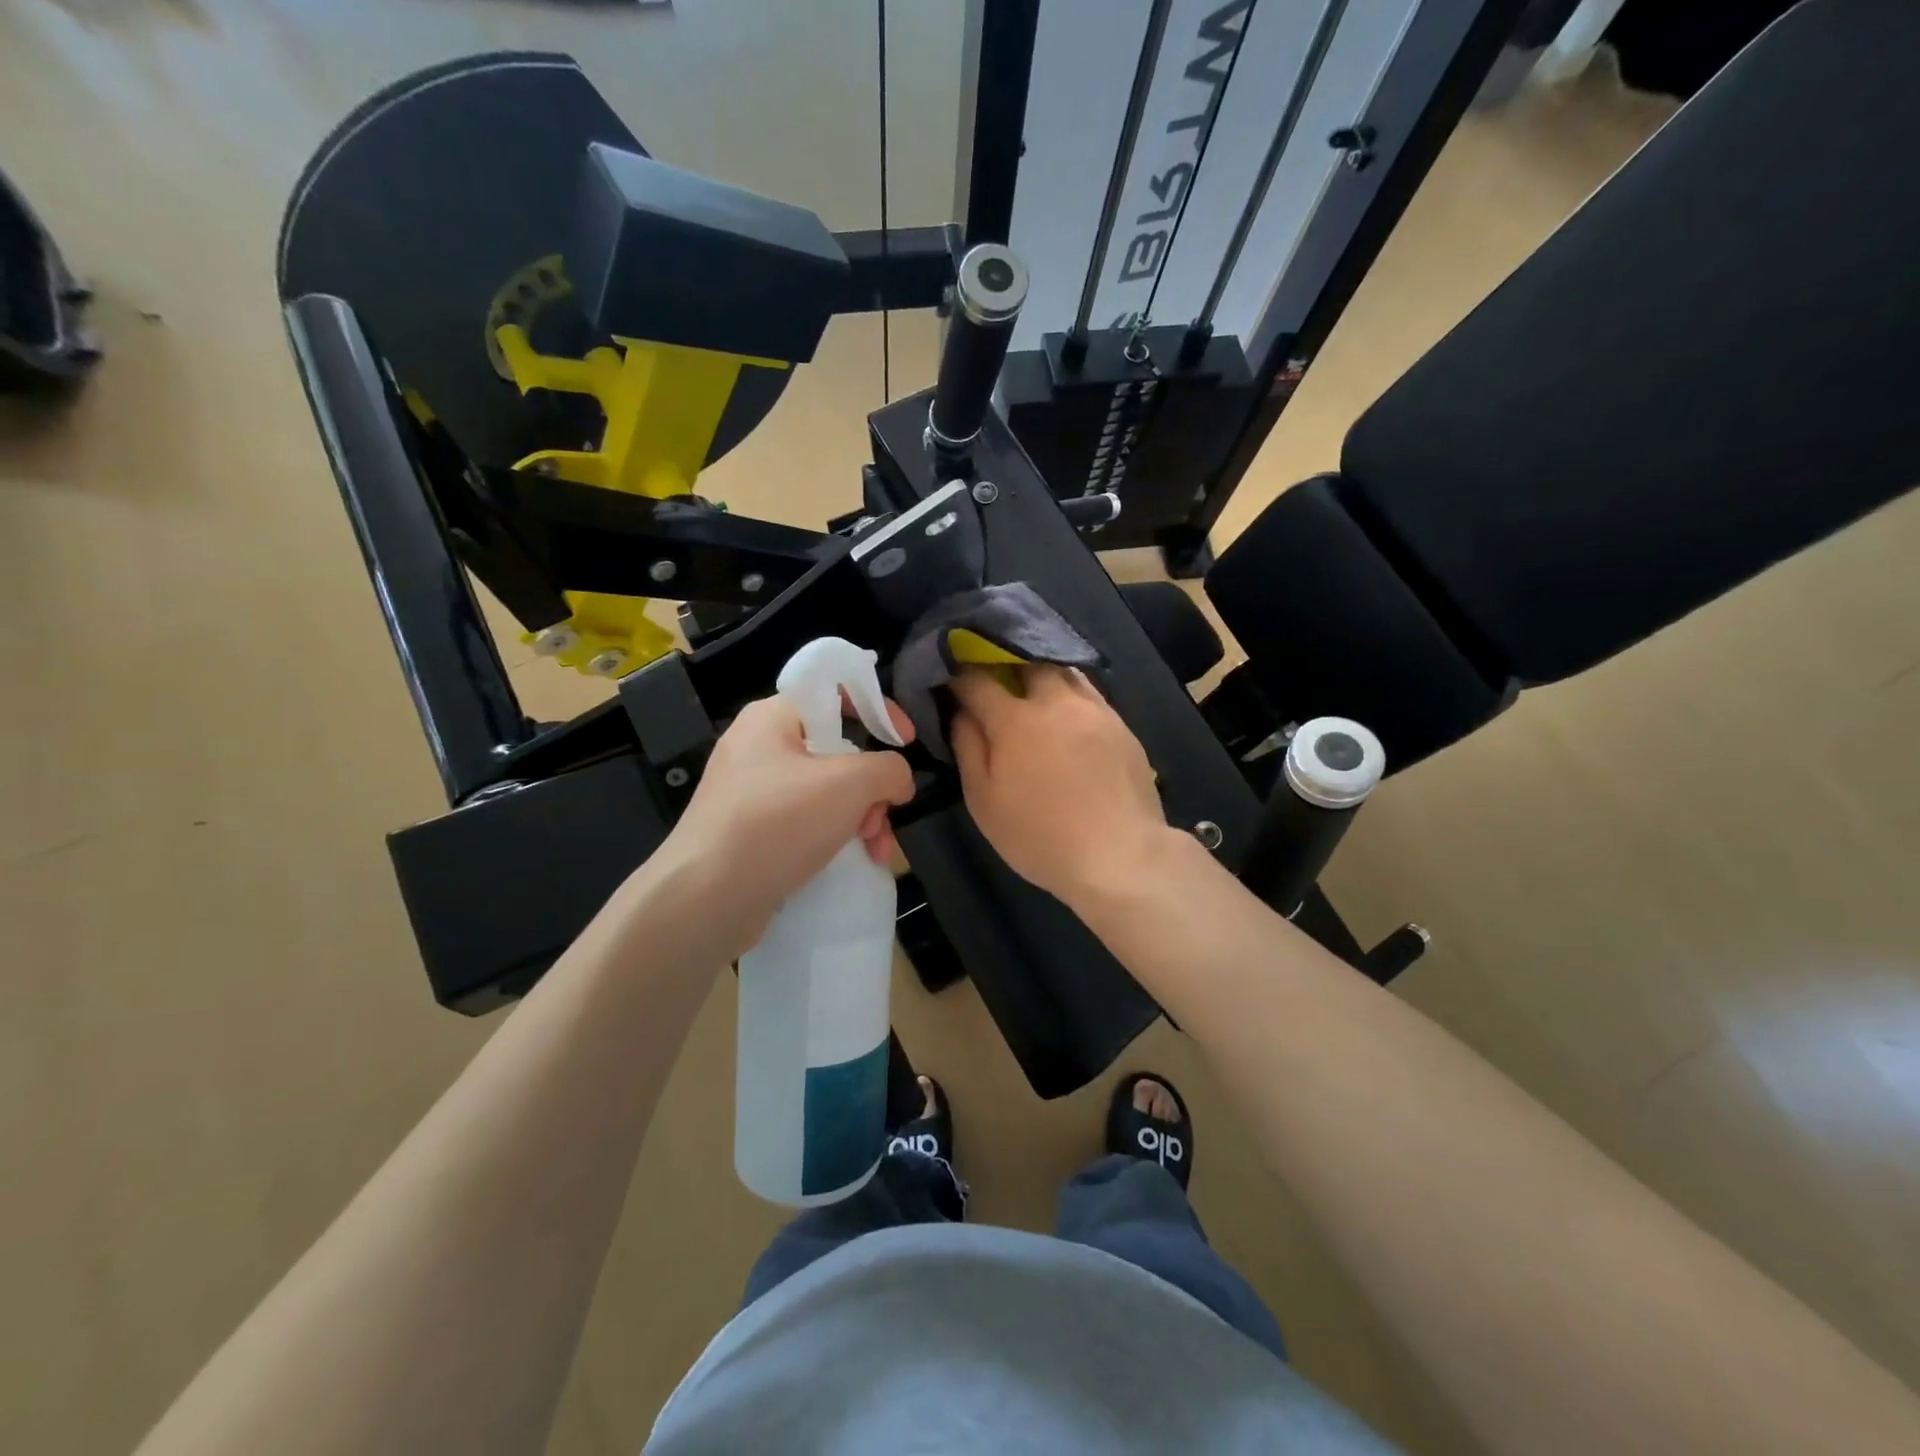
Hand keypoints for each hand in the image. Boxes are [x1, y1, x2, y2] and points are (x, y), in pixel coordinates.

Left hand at [653, 694, 915, 954]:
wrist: (705, 900)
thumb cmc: (778, 823)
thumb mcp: (849, 784)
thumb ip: (888, 769)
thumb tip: (898, 780)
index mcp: (772, 717)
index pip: (834, 692)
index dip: (877, 709)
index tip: (906, 741)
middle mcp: (758, 748)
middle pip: (836, 750)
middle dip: (871, 785)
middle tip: (882, 815)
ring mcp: (752, 793)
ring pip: (825, 792)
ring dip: (861, 817)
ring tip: (875, 849)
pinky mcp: (750, 833)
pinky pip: (805, 822)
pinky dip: (834, 836)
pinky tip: (855, 861)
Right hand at [950, 666, 1173, 906]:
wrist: (1119, 854)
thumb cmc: (1039, 835)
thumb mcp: (984, 801)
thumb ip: (968, 748)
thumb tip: (961, 712)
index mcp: (1015, 718)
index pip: (977, 681)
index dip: (959, 676)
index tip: (951, 680)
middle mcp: (1056, 701)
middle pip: (1026, 663)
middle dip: (1006, 665)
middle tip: (996, 682)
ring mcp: (1094, 710)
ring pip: (1064, 672)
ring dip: (1042, 675)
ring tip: (1034, 692)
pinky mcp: (1122, 725)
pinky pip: (1090, 694)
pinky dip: (1071, 694)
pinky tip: (1069, 716)